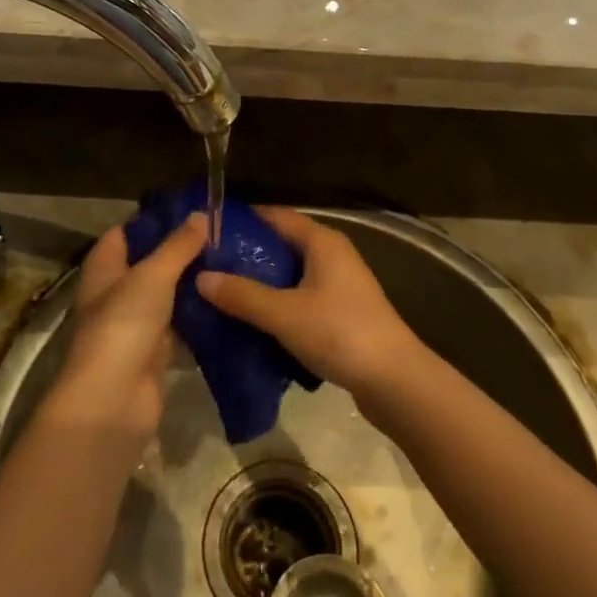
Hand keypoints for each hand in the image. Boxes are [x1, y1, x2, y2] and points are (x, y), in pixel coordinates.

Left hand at [46, 212, 207, 436]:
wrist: (114, 400)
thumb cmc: (123, 325)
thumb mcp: (152, 276)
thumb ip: (178, 246)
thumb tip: (201, 215)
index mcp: (104, 268)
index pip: (126, 233)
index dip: (155, 220)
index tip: (192, 210)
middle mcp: (116, 292)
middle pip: (150, 263)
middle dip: (181, 251)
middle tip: (222, 235)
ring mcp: (135, 323)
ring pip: (167, 294)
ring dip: (192, 282)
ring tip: (231, 262)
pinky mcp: (155, 351)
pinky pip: (180, 324)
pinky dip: (199, 315)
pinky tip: (227, 300)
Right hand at [195, 207, 425, 403]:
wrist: (394, 380)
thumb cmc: (340, 333)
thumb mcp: (284, 314)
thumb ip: (242, 295)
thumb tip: (201, 276)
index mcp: (322, 241)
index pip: (276, 216)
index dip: (243, 220)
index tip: (207, 231)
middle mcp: (332, 254)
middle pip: (282, 244)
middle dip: (247, 255)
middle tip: (208, 266)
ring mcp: (339, 284)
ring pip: (291, 274)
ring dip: (261, 282)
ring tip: (222, 293)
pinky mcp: (341, 312)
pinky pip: (300, 297)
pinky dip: (278, 304)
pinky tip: (253, 321)